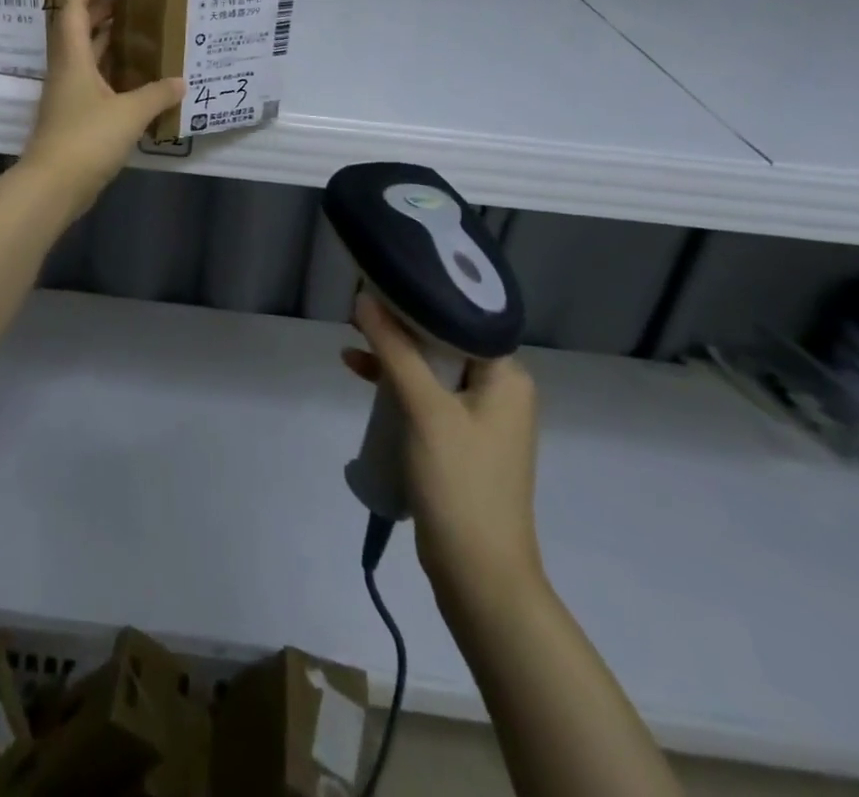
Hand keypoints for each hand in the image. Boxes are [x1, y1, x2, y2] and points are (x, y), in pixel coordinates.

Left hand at [16, 0, 183, 220]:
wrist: (53, 185)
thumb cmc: (86, 139)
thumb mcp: (129, 113)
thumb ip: (157, 94)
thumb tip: (181, 82)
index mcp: (72, 57)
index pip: (77, 5)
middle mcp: (67, 69)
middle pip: (81, 27)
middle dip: (106, 8)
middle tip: (138, 0)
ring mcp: (69, 94)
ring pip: (88, 55)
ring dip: (111, 40)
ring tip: (144, 31)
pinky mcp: (75, 116)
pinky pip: (96, 81)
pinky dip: (115, 72)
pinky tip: (140, 78)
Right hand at [343, 293, 542, 601]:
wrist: (480, 576)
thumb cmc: (461, 483)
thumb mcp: (425, 409)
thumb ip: (395, 350)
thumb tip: (365, 298)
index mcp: (506, 375)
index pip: (462, 317)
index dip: (420, 297)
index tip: (382, 281)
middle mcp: (499, 390)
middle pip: (444, 340)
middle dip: (400, 324)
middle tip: (359, 305)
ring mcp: (480, 418)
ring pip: (431, 367)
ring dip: (394, 353)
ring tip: (351, 335)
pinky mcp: (460, 441)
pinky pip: (426, 396)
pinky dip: (395, 383)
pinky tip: (358, 371)